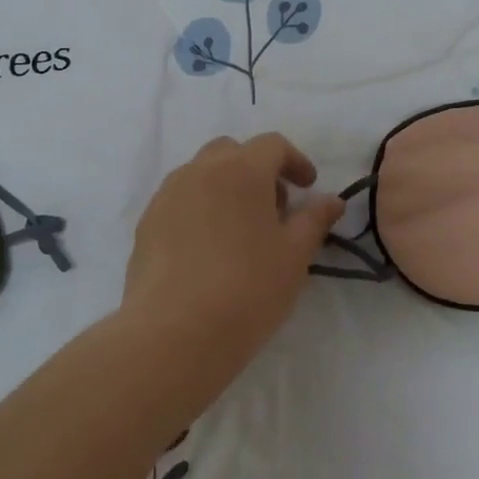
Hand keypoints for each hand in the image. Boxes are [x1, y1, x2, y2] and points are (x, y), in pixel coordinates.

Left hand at [119, 133, 343, 404]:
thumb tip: (331, 200)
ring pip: (201, 174)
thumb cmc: (247, 290)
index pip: (272, 145)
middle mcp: (199, 171)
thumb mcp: (294, 256)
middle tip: (274, 208)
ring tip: (240, 230)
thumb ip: (315, 220)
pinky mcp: (146, 224)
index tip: (308, 188)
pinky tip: (208, 250)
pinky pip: (179, 200)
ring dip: (226, 187)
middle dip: (257, 169)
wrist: (174, 333)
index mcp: (241, 170)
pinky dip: (199, 208)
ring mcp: (167, 196)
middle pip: (232, 152)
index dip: (295, 161)